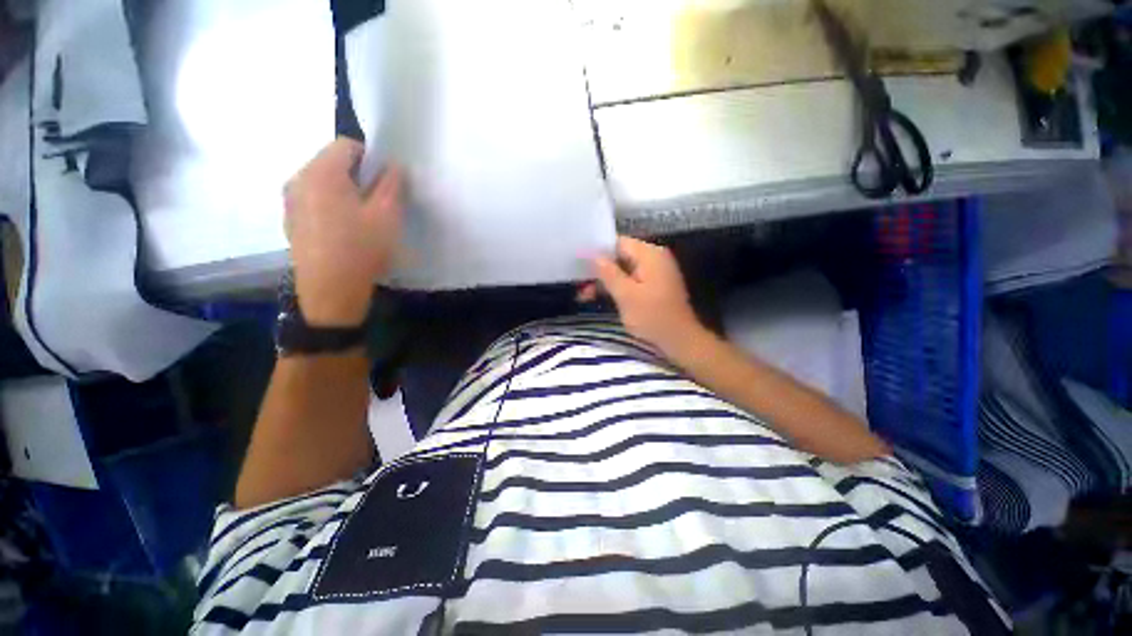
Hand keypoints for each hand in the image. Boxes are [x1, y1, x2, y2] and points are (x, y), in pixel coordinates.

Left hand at [284, 138, 402, 326]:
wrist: (331, 290)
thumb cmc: (362, 248)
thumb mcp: (387, 215)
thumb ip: (392, 184)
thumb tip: (393, 166)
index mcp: (321, 172)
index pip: (347, 145)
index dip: (371, 158)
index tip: (386, 182)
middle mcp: (298, 178)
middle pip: (331, 162)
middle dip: (358, 176)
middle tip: (377, 202)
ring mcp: (290, 201)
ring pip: (322, 182)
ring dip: (344, 191)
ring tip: (361, 218)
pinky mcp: (290, 220)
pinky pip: (313, 200)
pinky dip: (330, 205)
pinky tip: (344, 231)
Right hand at [588, 236, 706, 358]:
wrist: (679, 340)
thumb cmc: (652, 317)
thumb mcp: (626, 295)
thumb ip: (607, 272)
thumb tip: (591, 254)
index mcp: (650, 255)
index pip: (618, 242)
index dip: (597, 250)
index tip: (578, 261)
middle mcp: (653, 258)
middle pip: (620, 256)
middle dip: (599, 269)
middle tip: (579, 283)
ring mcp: (654, 273)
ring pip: (623, 270)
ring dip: (605, 281)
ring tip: (584, 294)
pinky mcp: (653, 286)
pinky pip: (630, 280)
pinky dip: (616, 287)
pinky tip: (599, 297)